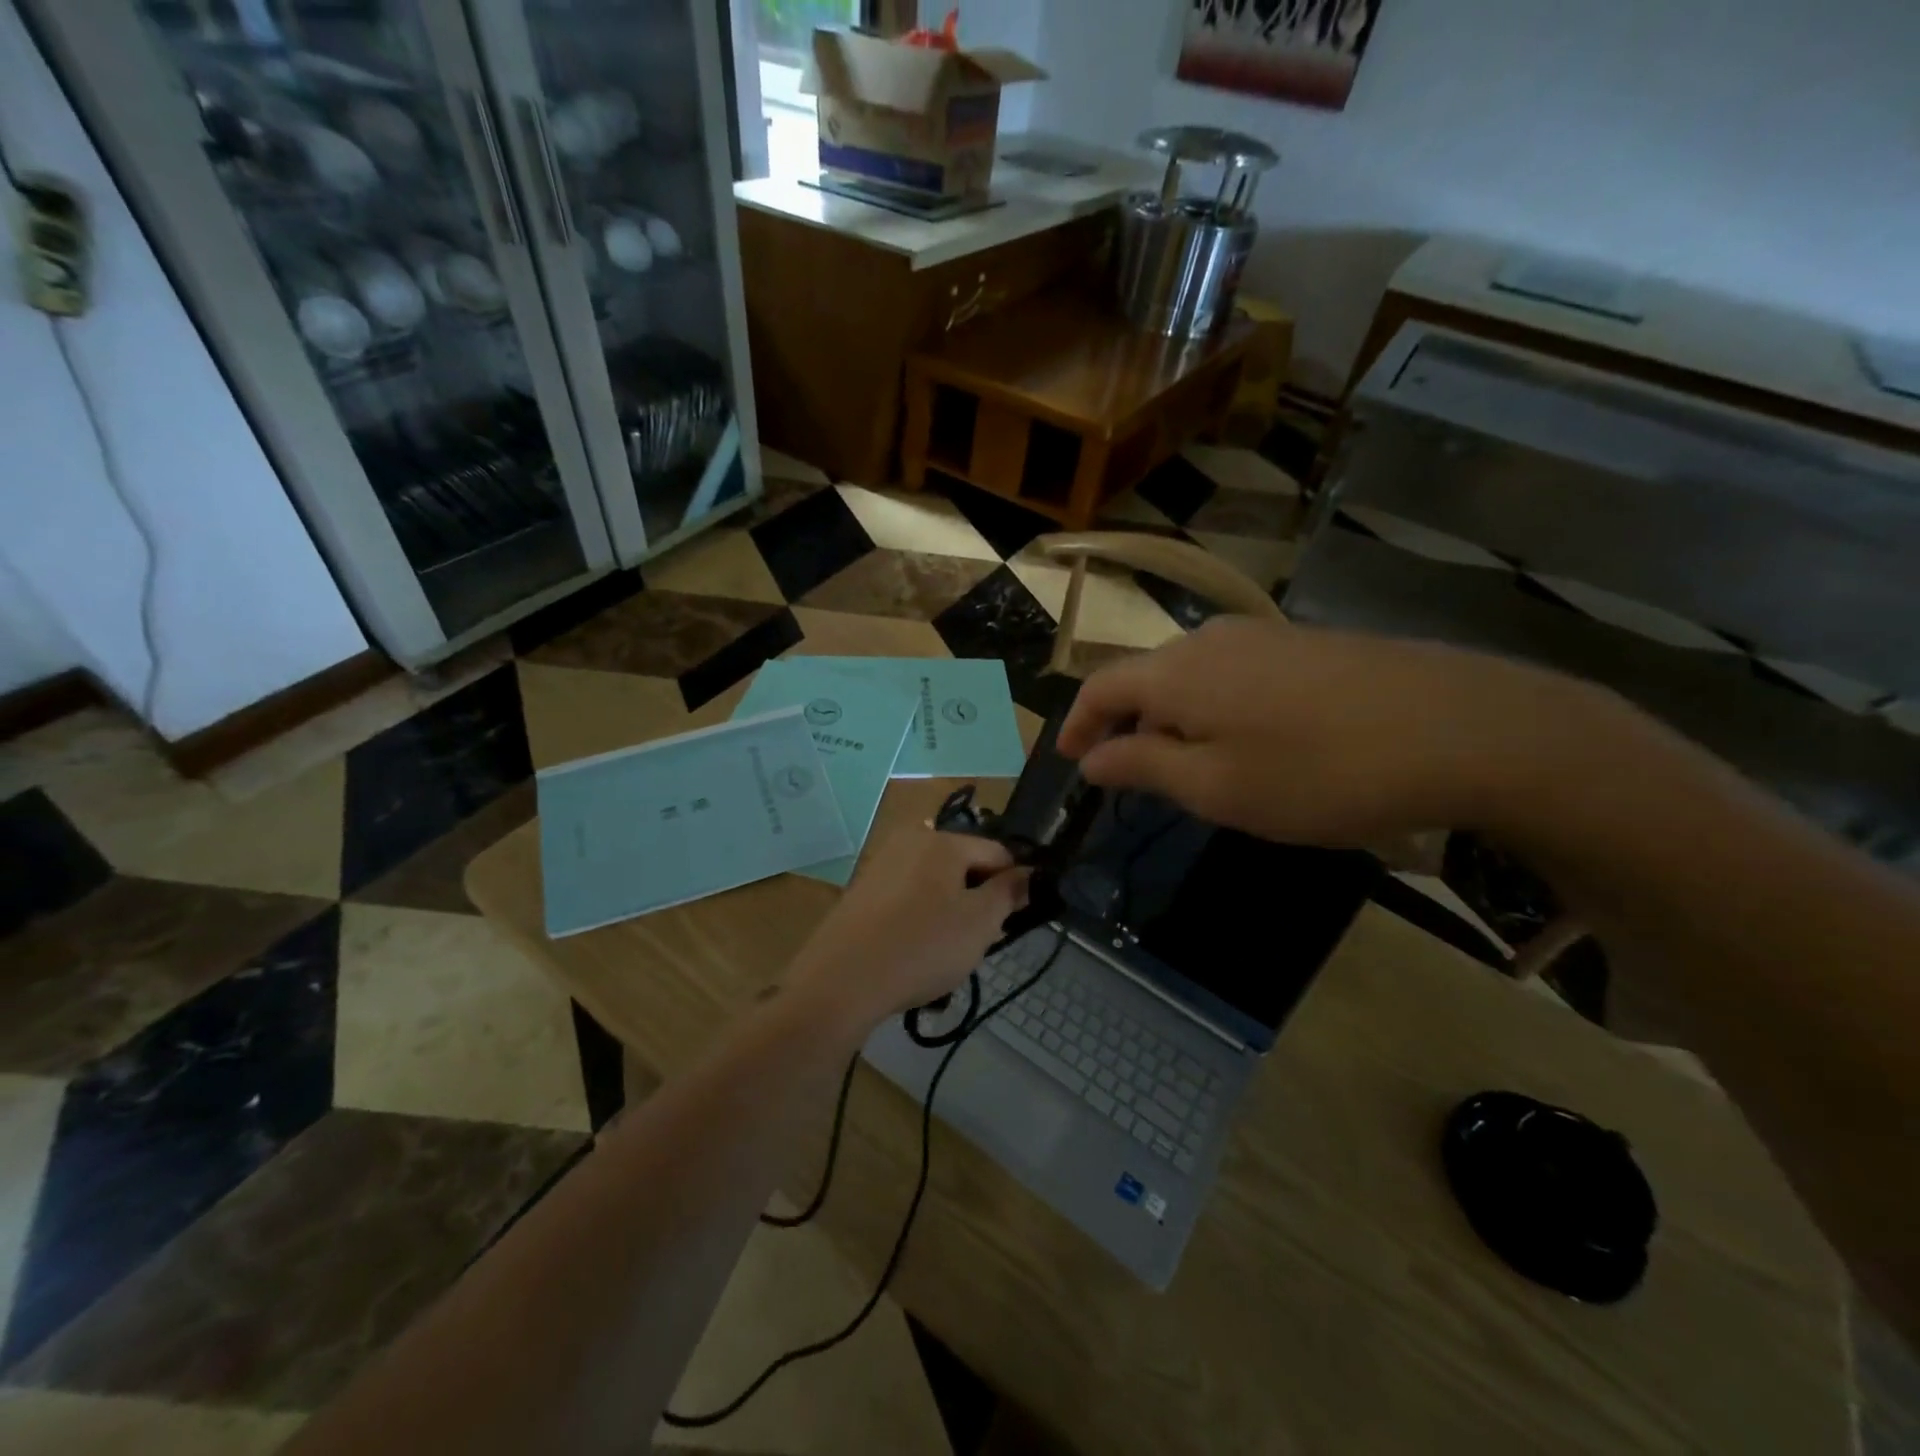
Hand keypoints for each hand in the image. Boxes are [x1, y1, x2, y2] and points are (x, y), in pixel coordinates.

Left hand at [785, 827, 1029, 1029]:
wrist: (841, 981)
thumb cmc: (922, 947)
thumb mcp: (980, 923)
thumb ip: (1009, 893)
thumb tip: (1029, 874)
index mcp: (942, 841)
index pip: (997, 852)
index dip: (1015, 883)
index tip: (1016, 919)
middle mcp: (910, 840)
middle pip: (963, 864)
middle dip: (978, 897)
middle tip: (981, 940)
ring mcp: (881, 864)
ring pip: (934, 882)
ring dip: (949, 909)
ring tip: (947, 951)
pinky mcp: (861, 890)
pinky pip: (906, 896)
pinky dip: (919, 917)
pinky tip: (915, 950)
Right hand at [1056, 616, 1598, 847]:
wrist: (1461, 728)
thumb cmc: (1318, 771)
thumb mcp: (1217, 788)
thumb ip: (1143, 768)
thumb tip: (1092, 759)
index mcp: (1176, 673)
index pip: (1100, 688)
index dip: (1077, 725)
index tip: (1069, 762)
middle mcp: (1210, 640)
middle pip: (1145, 678)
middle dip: (1126, 726)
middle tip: (1129, 776)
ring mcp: (1263, 636)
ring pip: (1191, 676)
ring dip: (1172, 719)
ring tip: (1187, 767)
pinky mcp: (1306, 644)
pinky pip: (1234, 674)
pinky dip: (1215, 709)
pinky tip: (1248, 743)